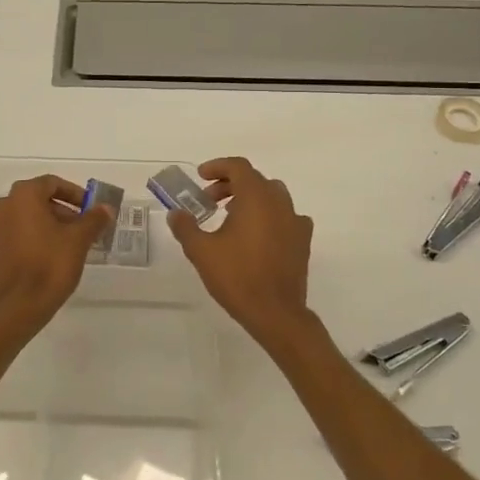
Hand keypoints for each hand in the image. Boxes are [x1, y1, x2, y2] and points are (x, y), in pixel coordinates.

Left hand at [0, 175, 113, 332]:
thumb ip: (94, 219)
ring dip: (40, 228)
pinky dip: (23, 244)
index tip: (88, 210)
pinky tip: (36, 262)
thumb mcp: (79, 241)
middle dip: (59, 213)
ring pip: (20, 221)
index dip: (74, 194)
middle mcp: (1, 206)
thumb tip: (106, 208)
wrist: (15, 308)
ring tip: (60, 248)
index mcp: (23, 196)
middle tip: (78, 231)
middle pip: (35, 201)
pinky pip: (7, 240)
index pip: (52, 183)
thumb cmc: (50, 266)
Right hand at [167, 157, 316, 349]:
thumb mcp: (201, 251)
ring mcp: (295, 221)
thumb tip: (176, 213)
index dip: (218, 166)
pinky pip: (286, 216)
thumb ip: (185, 227)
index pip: (238, 167)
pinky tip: (256, 235)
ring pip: (272, 196)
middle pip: (255, 179)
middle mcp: (279, 203)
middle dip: (230, 184)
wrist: (276, 313)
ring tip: (230, 215)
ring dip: (250, 198)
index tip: (201, 177)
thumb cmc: (237, 276)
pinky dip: (268, 216)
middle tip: (209, 200)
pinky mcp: (303, 240)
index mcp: (256, 198)